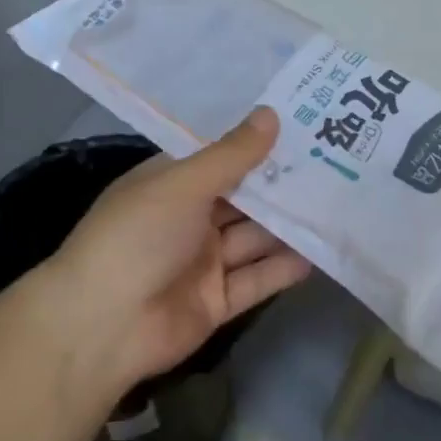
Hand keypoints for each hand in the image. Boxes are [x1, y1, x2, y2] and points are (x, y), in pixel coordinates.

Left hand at [46, 107, 310, 391]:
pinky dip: (283, 267)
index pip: (221, 158)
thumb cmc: (137, 236)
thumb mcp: (184, 184)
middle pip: (243, 198)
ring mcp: (203, 262)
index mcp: (171, 184)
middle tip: (334, 164)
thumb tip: (271, 114)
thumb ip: (232, 155)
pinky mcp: (217, 301)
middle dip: (282, 185)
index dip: (258, 145)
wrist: (102, 326)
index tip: (303, 128)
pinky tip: (320, 252)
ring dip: (288, 225)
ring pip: (254, 238)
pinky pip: (256, 279)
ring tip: (338, 204)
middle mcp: (189, 219)